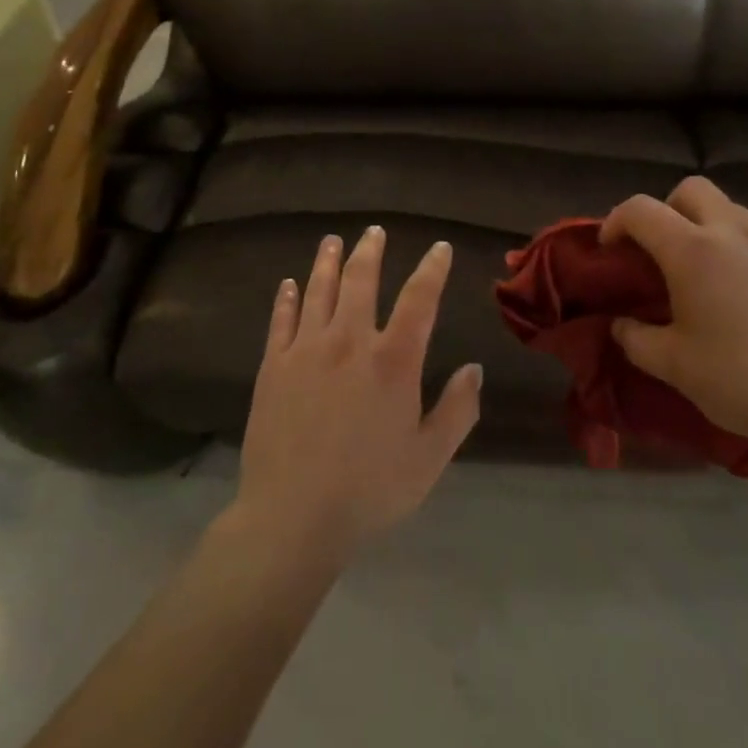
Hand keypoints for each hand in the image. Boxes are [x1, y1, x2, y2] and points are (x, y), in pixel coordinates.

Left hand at [233, 227, 481, 565]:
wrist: (292, 517)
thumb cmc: (369, 490)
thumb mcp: (429, 459)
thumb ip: (457, 411)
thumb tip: (473, 369)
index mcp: (393, 361)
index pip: (420, 299)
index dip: (432, 269)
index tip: (439, 248)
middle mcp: (350, 341)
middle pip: (361, 280)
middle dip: (370, 250)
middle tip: (374, 231)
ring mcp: (307, 349)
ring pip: (319, 290)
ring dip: (327, 261)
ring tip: (332, 240)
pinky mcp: (274, 365)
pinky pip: (281, 319)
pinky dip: (287, 297)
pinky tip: (288, 283)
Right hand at [601, 177, 747, 464]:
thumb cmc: (742, 380)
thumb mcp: (673, 366)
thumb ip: (635, 338)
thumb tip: (620, 324)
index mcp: (692, 250)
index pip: (640, 210)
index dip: (615, 222)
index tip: (610, 252)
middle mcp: (731, 232)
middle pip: (690, 189)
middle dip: (665, 210)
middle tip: (658, 252)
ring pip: (727, 207)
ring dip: (702, 223)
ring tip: (698, 270)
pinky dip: (734, 243)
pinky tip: (737, 289)